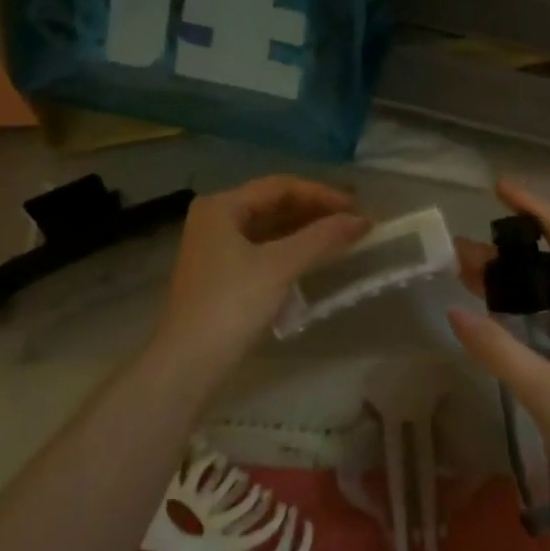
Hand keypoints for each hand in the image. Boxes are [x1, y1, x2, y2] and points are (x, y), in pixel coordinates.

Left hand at [154, 175, 367, 370]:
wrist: (187, 364)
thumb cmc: (231, 305)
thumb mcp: (279, 267)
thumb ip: (322, 238)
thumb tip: (362, 220)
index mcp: (222, 206)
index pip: (280, 186)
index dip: (321, 194)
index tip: (356, 207)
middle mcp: (215, 218)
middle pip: (273, 204)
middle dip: (314, 212)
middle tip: (352, 222)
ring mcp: (215, 247)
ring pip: (269, 228)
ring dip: (304, 232)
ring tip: (341, 239)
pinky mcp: (221, 273)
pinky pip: (262, 249)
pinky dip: (289, 251)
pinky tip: (313, 260)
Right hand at [448, 180, 549, 517]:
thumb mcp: (547, 396)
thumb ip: (499, 351)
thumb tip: (454, 312)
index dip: (534, 206)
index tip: (499, 187)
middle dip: (512, 248)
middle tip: (462, 252)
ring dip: (519, 277)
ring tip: (472, 278)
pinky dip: (531, 304)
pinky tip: (506, 319)